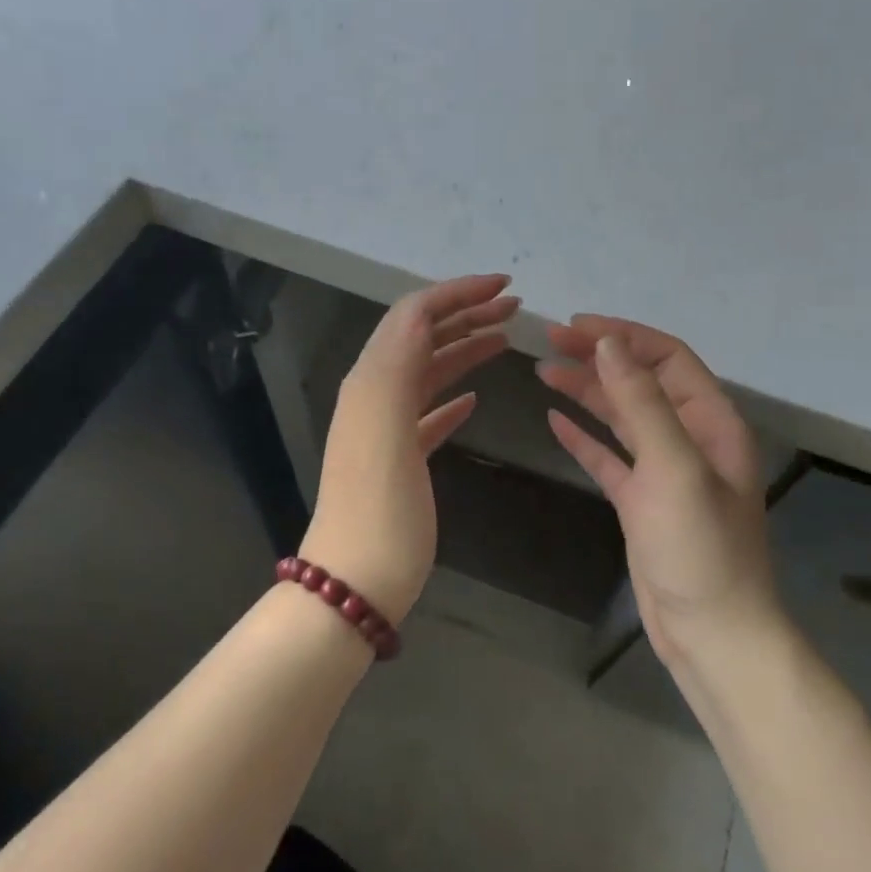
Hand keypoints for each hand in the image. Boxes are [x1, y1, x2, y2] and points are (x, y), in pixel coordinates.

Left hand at [303, 274, 518, 623]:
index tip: (504, 286)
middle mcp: (375, 395)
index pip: (414, 315)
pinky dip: (452, 396)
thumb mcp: (385, 429)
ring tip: (505, 340)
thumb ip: (398, 366)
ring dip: (465, 348)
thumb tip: (422, 313)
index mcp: (372, 381)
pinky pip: (428, 413)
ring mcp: (386, 428)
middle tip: (515, 308)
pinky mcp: (400, 459)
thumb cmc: (379, 511)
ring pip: (428, 372)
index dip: (456, 292)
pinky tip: (474, 399)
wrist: (354, 585)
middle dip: (466, 313)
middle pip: (423, 337)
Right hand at [538, 316, 781, 665]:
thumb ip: (642, 402)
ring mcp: (664, 471)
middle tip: (550, 340)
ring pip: (622, 416)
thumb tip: (609, 342)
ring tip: (544, 370)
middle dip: (599, 357)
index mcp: (711, 422)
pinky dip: (583, 436)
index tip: (576, 325)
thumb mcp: (674, 468)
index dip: (623, 336)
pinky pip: (609, 457)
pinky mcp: (641, 502)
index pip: (667, 358)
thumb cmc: (700, 547)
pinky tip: (554, 420)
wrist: (711, 633)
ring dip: (587, 391)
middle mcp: (690, 439)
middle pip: (640, 382)